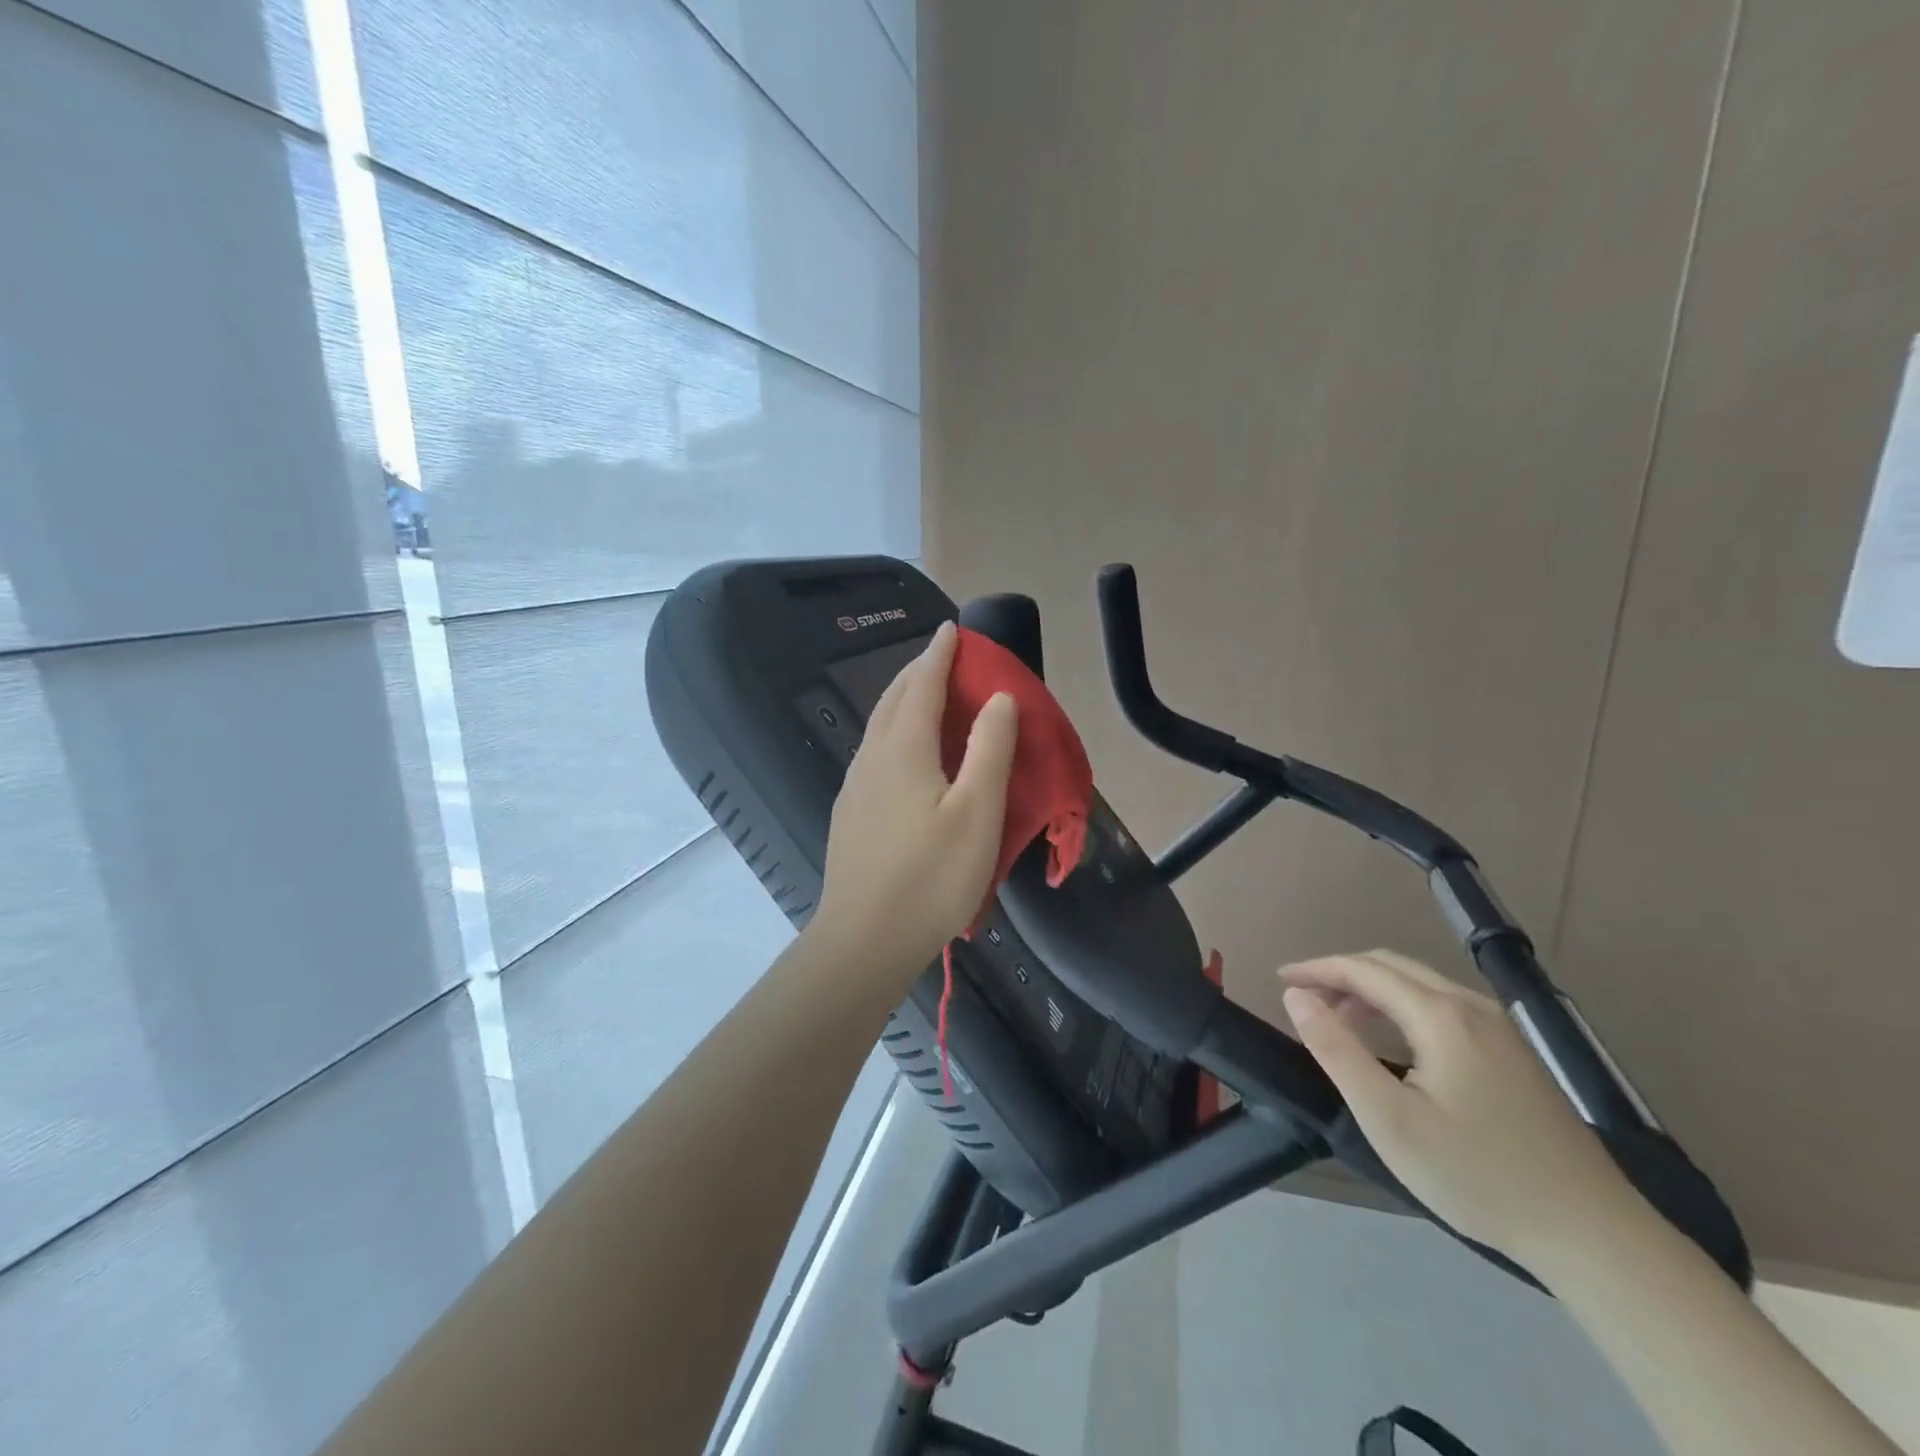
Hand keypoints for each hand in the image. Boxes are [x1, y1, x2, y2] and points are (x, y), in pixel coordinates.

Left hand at [808, 622, 1018, 987]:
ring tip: (927, 696)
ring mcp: (854, 787)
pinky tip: (905, 753)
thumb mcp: (977, 813)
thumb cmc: (930, 878)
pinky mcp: (849, 813)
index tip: (952, 629)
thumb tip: (998, 698)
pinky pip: (874, 752)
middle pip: (892, 699)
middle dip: (918, 671)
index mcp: (903, 750)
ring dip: (902, 700)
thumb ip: (989, 750)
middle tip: (943, 657)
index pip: (921, 684)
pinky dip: (894, 731)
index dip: (939, 654)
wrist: (863, 940)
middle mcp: (872, 758)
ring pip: (878, 726)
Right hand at [1280, 950, 1639, 1266]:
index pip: (1364, 969)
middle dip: (1341, 974)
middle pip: (1392, 967)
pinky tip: (1392, 1042)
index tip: (1280, 980)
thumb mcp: (1389, 1118)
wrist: (1593, 1235)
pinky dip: (1401, 1008)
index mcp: (1441, 1015)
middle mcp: (1472, 1007)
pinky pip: (1442, 1006)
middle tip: (1303, 998)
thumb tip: (1297, 995)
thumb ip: (1337, 1049)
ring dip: (1371, 991)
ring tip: (1337, 1020)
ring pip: (1419, 985)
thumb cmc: (1477, 1176)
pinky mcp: (1514, 1054)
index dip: (1317, 968)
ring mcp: (1500, 1029)